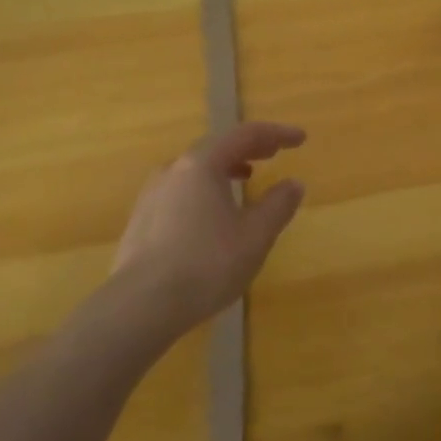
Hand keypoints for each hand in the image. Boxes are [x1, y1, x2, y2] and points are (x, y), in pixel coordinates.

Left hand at [111, 122, 307, 337]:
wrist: (140, 306)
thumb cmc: (206, 264)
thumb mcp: (255, 236)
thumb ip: (278, 205)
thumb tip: (293, 184)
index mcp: (202, 164)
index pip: (245, 135)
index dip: (276, 134)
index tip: (300, 138)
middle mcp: (173, 170)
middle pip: (217, 148)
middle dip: (249, 148)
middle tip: (273, 153)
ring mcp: (152, 194)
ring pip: (195, 170)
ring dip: (224, 168)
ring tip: (244, 179)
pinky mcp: (141, 220)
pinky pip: (181, 191)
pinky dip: (205, 190)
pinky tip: (212, 215)